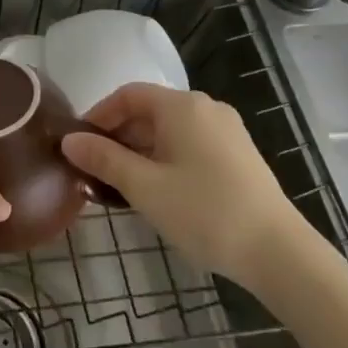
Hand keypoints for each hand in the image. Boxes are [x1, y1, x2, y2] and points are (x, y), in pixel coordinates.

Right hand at [61, 84, 314, 287]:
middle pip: (149, 111)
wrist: (278, 252)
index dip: (98, 115)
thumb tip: (70, 140)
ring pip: (169, 131)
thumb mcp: (145, 187)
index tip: (78, 144)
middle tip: (93, 170)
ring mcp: (226, 132)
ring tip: (118, 186)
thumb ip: (104, 159)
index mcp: (183, 106)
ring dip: (139, 152)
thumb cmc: (204, 212)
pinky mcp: (238, 156)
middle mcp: (206, 109)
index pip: (128, 95)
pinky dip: (164, 160)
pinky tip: (155, 192)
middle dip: (117, 137)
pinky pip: (189, 146)